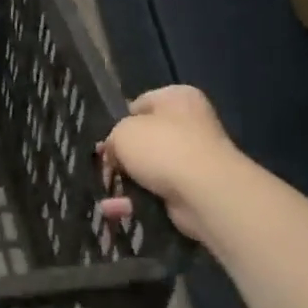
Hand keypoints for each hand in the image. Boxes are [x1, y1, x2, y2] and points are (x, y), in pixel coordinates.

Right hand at [99, 86, 239, 241]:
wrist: (204, 191)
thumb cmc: (162, 148)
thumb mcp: (122, 132)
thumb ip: (113, 138)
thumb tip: (115, 153)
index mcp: (177, 98)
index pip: (140, 104)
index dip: (118, 121)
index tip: (104, 140)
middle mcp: (190, 124)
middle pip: (145, 138)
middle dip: (123, 155)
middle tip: (103, 166)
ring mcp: (194, 158)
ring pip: (150, 168)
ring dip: (127, 181)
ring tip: (104, 190)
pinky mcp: (194, 189)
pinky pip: (157, 192)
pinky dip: (137, 200)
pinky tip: (116, 209)